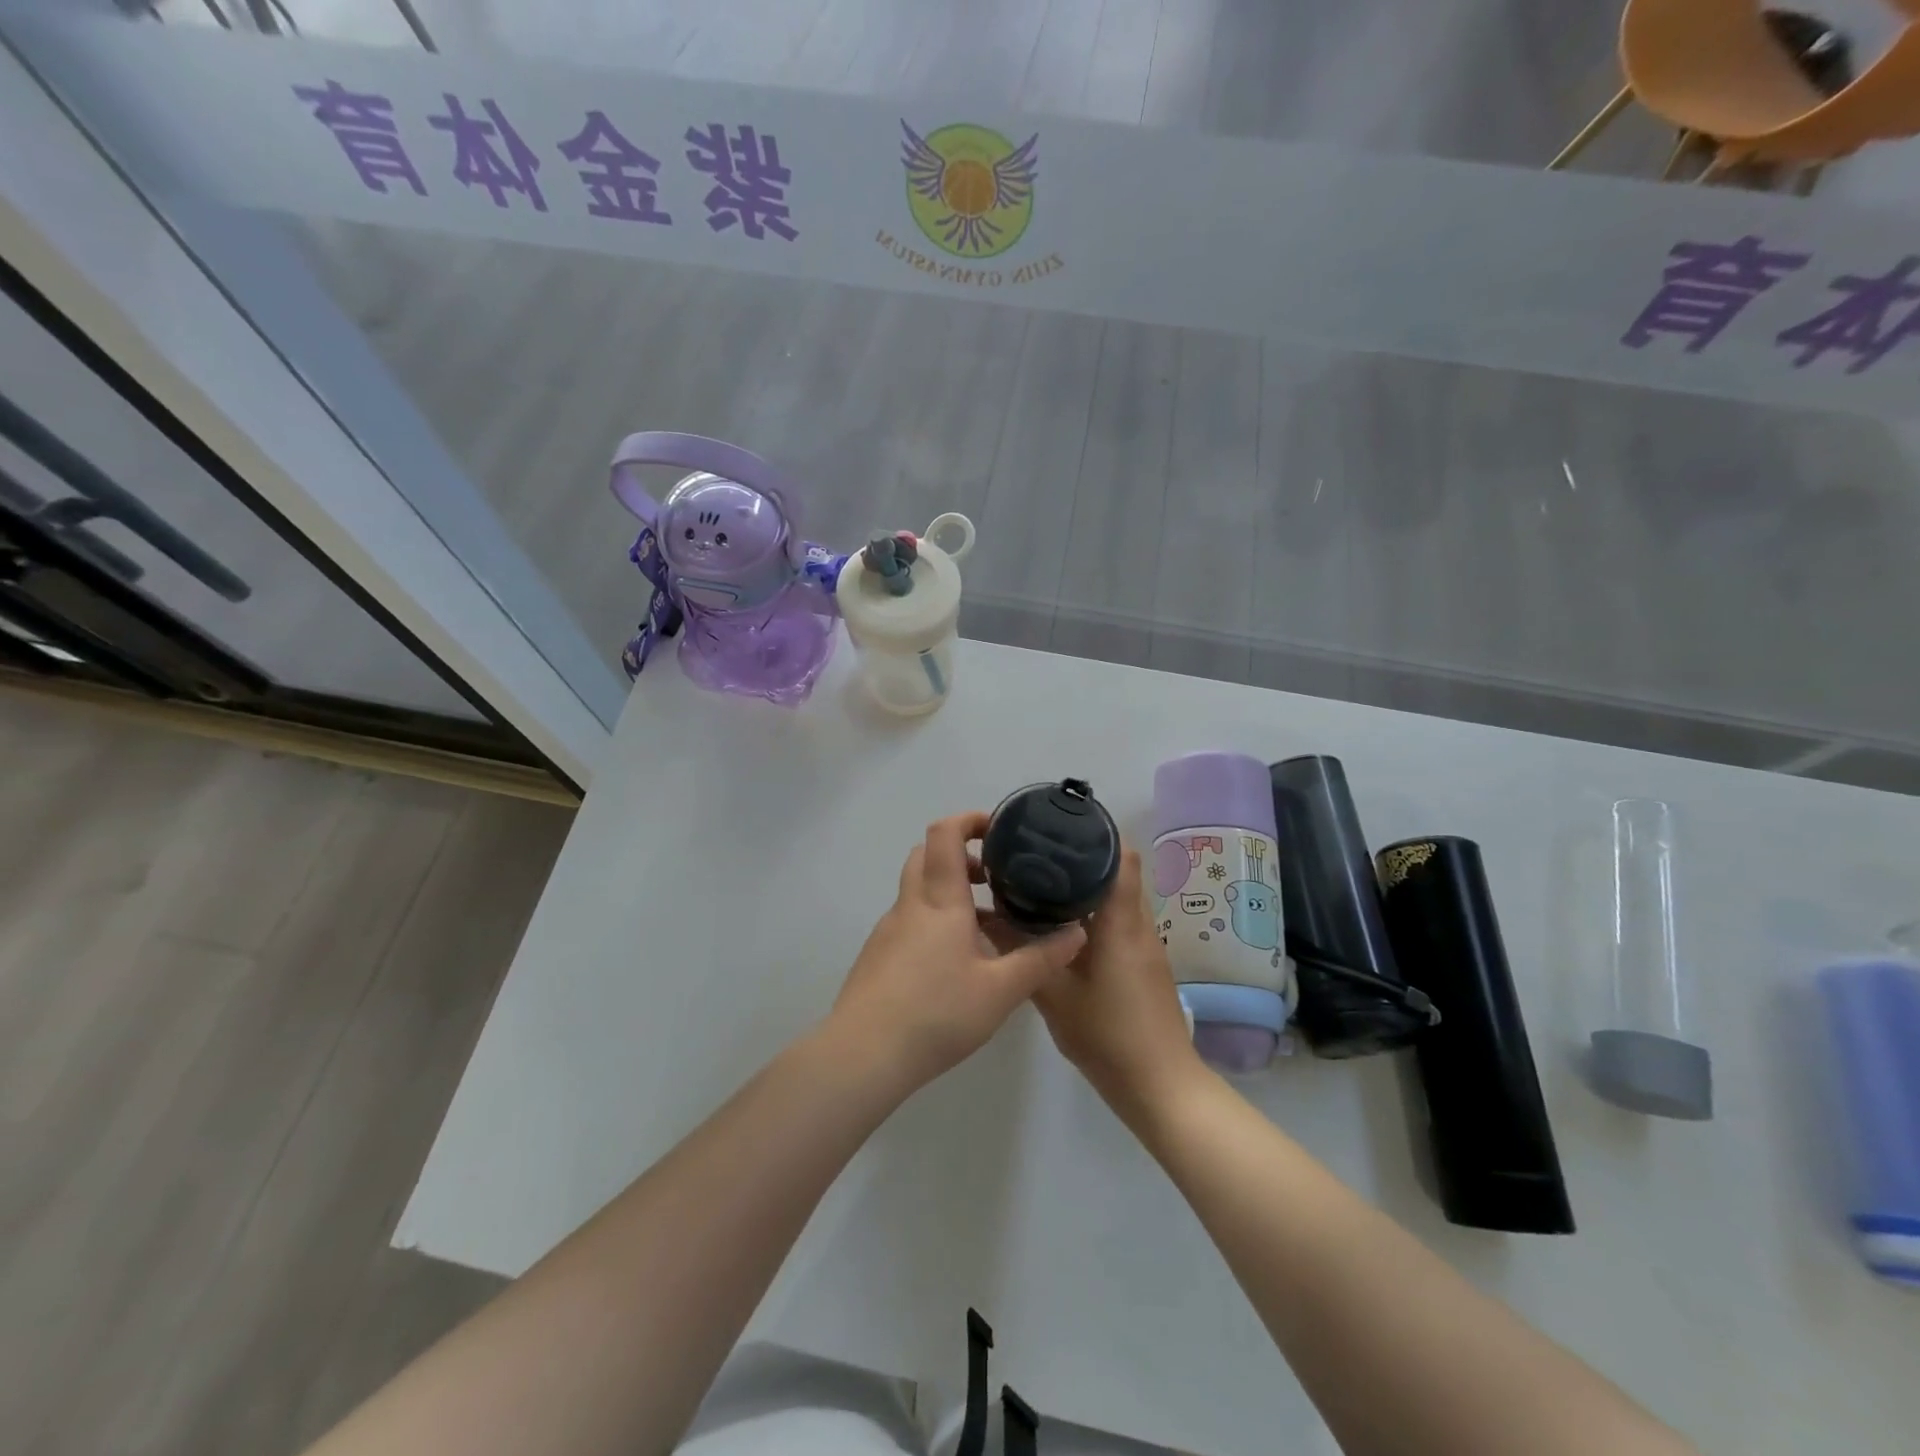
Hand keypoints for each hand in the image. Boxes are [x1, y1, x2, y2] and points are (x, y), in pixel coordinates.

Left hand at [826, 812, 1086, 1099]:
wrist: (863, 1054)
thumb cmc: (937, 1012)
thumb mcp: (1001, 990)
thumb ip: (1040, 959)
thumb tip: (1076, 932)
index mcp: (939, 900)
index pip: (944, 834)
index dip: (968, 820)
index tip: (998, 830)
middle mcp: (910, 905)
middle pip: (926, 856)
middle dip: (960, 855)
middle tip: (994, 878)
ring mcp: (888, 930)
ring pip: (918, 891)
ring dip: (949, 892)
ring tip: (986, 927)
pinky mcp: (878, 956)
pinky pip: (910, 921)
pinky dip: (934, 921)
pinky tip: (956, 963)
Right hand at [1031, 848, 1206, 1123]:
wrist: (1159, 1086)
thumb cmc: (1108, 1035)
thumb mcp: (1054, 995)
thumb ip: (1022, 954)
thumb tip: (989, 918)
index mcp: (1121, 922)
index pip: (1122, 857)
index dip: (1098, 834)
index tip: (1061, 827)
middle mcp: (1138, 924)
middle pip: (1119, 871)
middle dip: (1083, 857)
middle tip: (1039, 854)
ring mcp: (1145, 945)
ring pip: (1118, 897)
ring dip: (1088, 886)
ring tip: (1044, 882)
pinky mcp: (1143, 963)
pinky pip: (1119, 921)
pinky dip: (1094, 912)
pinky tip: (1062, 926)